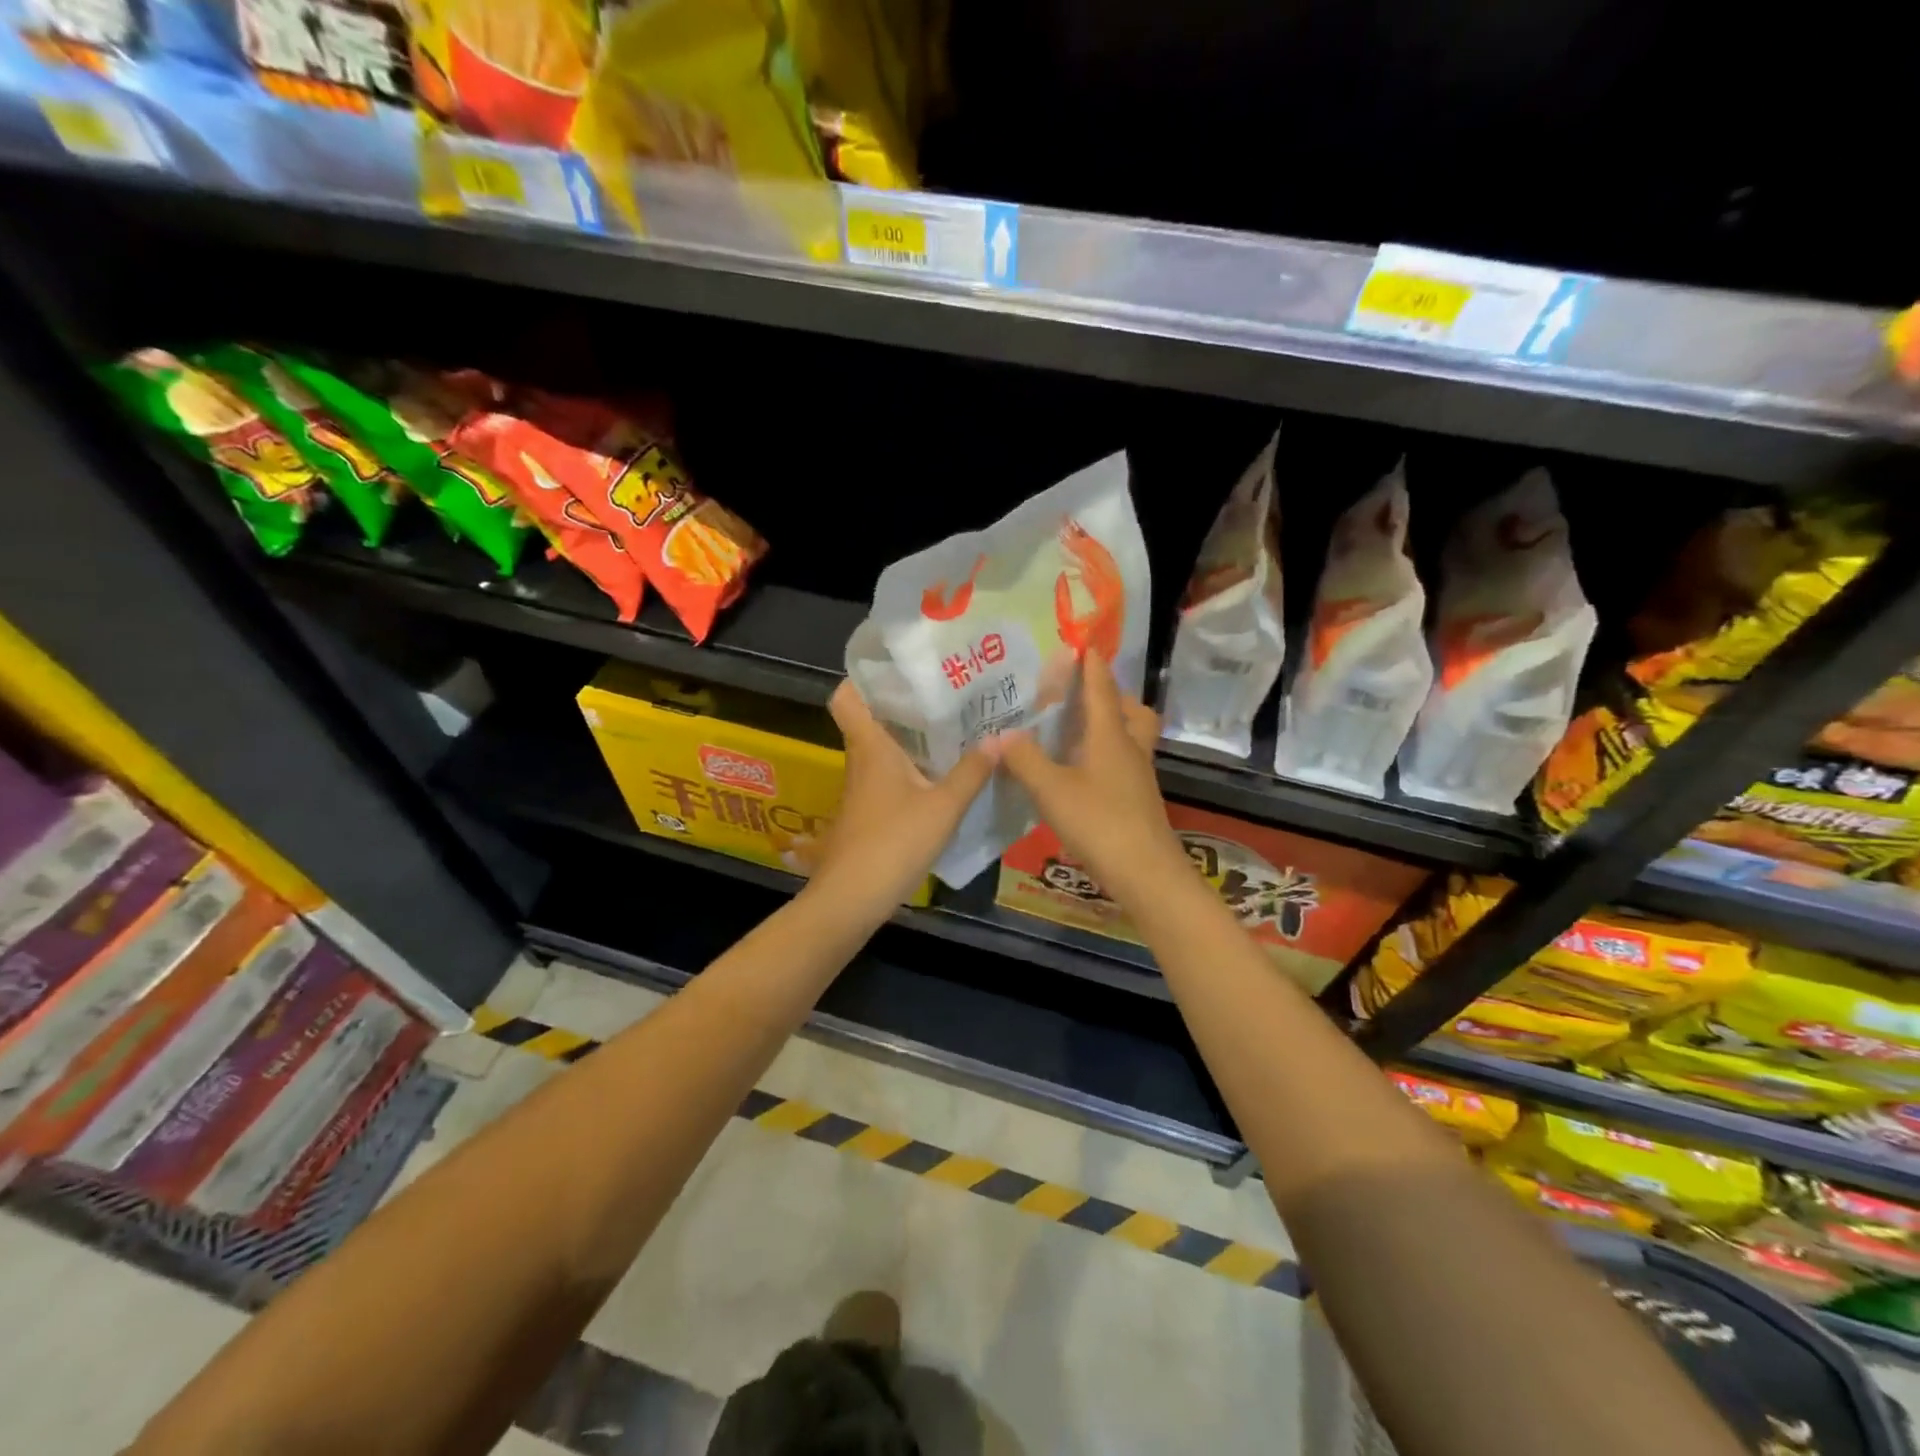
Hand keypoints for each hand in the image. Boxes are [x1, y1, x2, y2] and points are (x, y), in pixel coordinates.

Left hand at [809, 681, 996, 916]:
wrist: (852, 899)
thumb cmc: (893, 843)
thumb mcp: (943, 807)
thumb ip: (972, 772)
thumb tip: (1002, 737)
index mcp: (871, 747)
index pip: (847, 697)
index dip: (864, 677)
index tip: (899, 667)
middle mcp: (862, 760)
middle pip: (872, 719)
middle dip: (903, 703)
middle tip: (945, 691)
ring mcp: (863, 788)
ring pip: (882, 748)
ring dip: (910, 736)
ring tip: (953, 724)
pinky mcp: (869, 811)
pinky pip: (889, 774)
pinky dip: (911, 766)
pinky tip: (942, 772)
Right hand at [997, 654, 1188, 910]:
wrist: (1146, 873)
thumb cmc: (1099, 822)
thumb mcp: (1052, 790)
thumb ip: (1024, 759)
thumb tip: (999, 734)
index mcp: (1111, 736)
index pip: (1102, 689)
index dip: (1092, 666)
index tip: (1083, 644)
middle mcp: (1130, 749)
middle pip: (1131, 710)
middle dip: (1111, 696)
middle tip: (1081, 699)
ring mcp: (1138, 776)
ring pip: (1131, 737)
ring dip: (1111, 726)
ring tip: (1075, 733)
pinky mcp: (1138, 800)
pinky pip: (1124, 763)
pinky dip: (1106, 756)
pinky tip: (1080, 773)